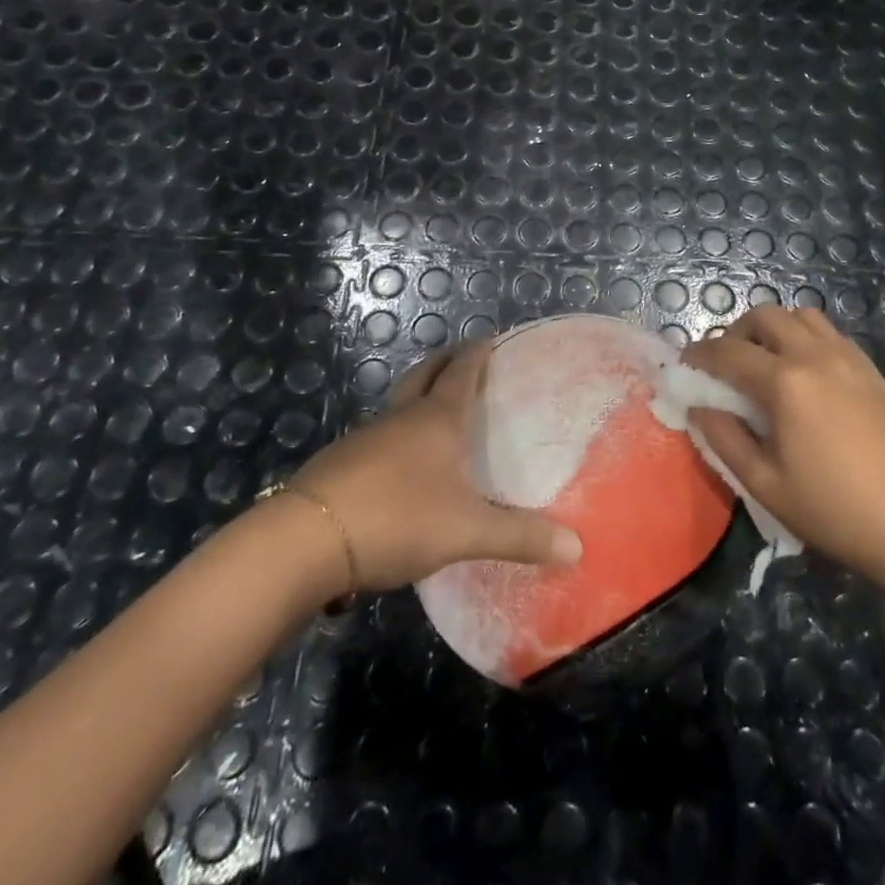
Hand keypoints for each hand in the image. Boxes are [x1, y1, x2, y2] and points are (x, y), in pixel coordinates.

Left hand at [286, 342, 582, 592]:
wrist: (306, 540)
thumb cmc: (398, 518)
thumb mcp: (467, 532)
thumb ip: (520, 538)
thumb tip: (578, 547)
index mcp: (436, 419)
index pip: (461, 372)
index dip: (477, 353)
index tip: (490, 338)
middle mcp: (401, 418)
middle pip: (423, 375)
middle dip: (444, 362)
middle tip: (462, 358)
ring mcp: (365, 438)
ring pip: (397, 406)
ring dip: (417, 396)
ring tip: (435, 411)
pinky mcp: (340, 464)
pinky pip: (378, 437)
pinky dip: (396, 434)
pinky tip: (400, 464)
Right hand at [682, 305, 884, 584]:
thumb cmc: (834, 512)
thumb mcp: (765, 484)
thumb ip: (725, 438)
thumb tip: (699, 407)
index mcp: (785, 382)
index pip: (727, 351)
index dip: (699, 355)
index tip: (684, 366)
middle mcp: (815, 356)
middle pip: (765, 317)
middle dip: (735, 332)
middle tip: (725, 365)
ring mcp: (849, 359)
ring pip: (801, 316)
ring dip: (774, 329)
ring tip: (765, 363)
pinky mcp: (872, 371)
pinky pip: (830, 334)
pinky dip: (806, 338)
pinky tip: (805, 375)